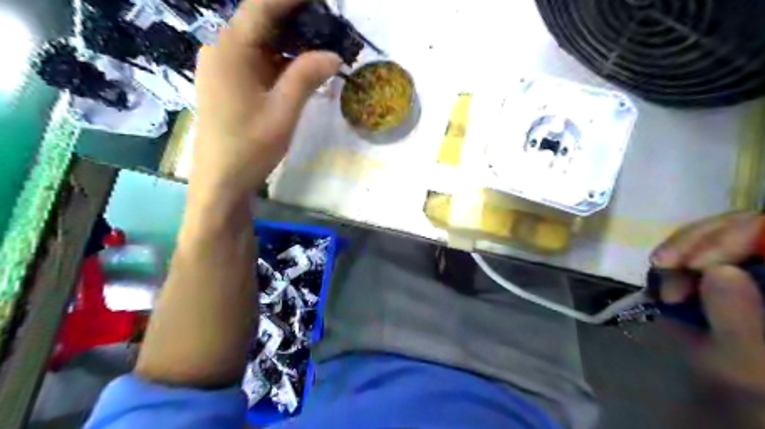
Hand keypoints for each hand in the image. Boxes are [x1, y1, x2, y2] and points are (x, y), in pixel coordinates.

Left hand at [195, 0, 340, 197]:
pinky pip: (258, 61)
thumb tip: (334, 54)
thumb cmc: (250, 147)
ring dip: (291, 42)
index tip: (320, 0)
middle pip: (260, 22)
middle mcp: (221, 50)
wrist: (221, 181)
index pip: (262, 7)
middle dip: (296, 20)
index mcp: (230, 50)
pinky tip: (303, 68)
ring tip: (323, 45)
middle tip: (330, 25)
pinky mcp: (229, 82)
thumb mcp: (283, 112)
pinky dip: (281, 61)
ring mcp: (223, 67)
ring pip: (261, 42)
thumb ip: (306, 77)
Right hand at [651, 212, 763, 413]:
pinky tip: (662, 270)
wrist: (741, 395)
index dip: (735, 235)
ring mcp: (750, 263)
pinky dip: (677, 254)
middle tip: (663, 264)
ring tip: (660, 272)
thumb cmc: (753, 389)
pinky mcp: (727, 265)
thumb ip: (739, 322)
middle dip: (695, 241)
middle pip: (742, 223)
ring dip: (680, 248)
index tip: (692, 264)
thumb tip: (719, 271)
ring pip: (718, 230)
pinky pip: (701, 243)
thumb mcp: (747, 365)